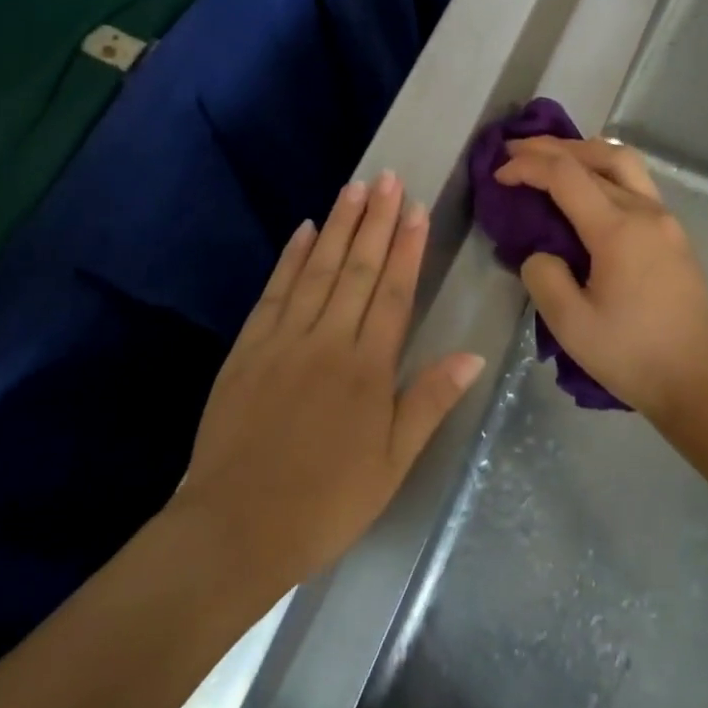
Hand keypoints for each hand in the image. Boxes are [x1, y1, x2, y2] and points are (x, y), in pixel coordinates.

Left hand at [173, 172, 484, 592]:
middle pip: (358, 269)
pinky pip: (274, 292)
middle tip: (388, 178)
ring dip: (338, 226)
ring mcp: (284, 340)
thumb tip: (472, 354)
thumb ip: (429, 402)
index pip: (394, 293)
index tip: (417, 209)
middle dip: (376, 221)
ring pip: (318, 270)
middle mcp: (328, 340)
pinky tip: (303, 231)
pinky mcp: (248, 348)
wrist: (235, 529)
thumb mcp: (392, 464)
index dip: (407, 248)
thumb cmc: (325, 502)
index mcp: (368, 368)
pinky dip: (291, 258)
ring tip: (355, 188)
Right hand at [494, 137, 707, 421]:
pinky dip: (604, 171)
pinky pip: (636, 183)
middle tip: (515, 149)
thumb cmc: (632, 355)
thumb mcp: (570, 325)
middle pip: (597, 155)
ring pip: (623, 162)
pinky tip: (587, 188)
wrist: (698, 381)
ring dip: (583, 152)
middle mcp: (645, 212)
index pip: (566, 176)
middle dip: (552, 146)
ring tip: (551, 158)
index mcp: (618, 230)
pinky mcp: (674, 234)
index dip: (527, 166)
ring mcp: (665, 220)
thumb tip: (541, 253)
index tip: (498, 174)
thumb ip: (543, 277)